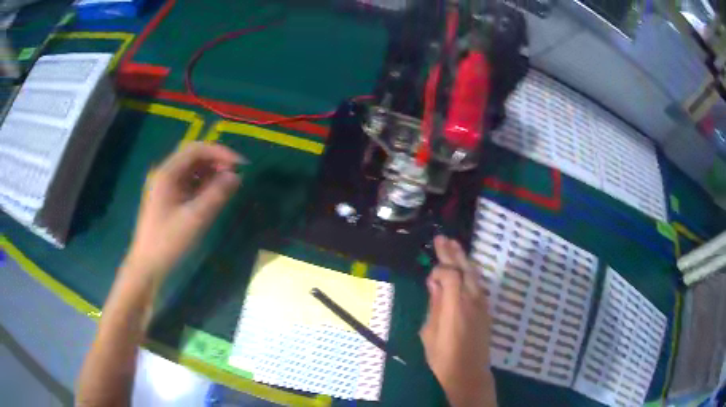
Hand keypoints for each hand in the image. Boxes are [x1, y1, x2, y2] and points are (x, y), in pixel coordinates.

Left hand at [125, 142, 241, 282]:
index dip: (220, 152)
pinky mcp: (167, 199)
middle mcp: (165, 175)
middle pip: (193, 157)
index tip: (240, 165)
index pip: (196, 149)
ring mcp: (165, 187)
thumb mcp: (195, 218)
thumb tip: (236, 176)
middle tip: (235, 176)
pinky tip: (213, 196)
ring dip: (210, 174)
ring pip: (191, 171)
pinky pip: (188, 184)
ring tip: (227, 186)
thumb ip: (216, 194)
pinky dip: (203, 186)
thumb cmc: (168, 242)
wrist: (147, 267)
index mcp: (167, 173)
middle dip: (216, 162)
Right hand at [419, 236, 496, 406]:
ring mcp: (482, 304)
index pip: (450, 273)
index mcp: (455, 305)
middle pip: (465, 268)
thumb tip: (434, 283)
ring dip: (464, 259)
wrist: (469, 373)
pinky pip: (479, 284)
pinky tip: (465, 269)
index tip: (429, 277)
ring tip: (454, 246)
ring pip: (475, 274)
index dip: (439, 269)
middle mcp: (472, 299)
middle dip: (453, 252)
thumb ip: (434, 304)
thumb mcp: (429, 332)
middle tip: (443, 238)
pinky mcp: (486, 310)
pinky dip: (470, 273)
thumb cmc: (443, 357)